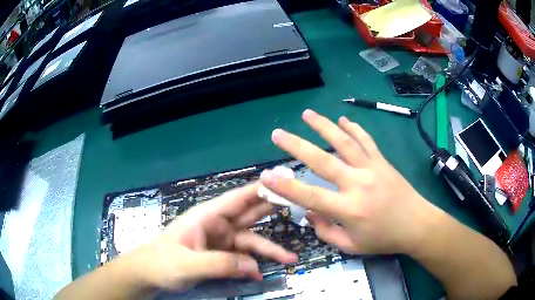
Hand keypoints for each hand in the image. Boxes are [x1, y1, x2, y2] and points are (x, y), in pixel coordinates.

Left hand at [121, 183, 297, 291]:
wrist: (149, 274)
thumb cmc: (162, 262)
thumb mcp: (188, 264)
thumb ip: (220, 264)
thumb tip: (254, 267)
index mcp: (207, 216)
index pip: (238, 198)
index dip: (261, 188)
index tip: (284, 182)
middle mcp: (217, 226)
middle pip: (249, 215)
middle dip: (273, 211)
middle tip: (299, 206)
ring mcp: (220, 242)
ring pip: (250, 241)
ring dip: (269, 249)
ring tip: (290, 258)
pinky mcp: (220, 256)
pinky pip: (242, 259)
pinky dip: (252, 266)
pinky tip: (261, 273)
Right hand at [260, 109, 434, 254]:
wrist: (417, 225)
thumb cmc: (384, 239)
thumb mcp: (351, 246)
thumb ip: (326, 231)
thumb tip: (309, 213)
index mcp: (349, 209)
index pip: (310, 196)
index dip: (286, 187)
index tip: (266, 176)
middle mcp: (358, 184)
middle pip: (322, 160)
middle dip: (296, 146)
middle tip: (278, 134)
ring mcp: (372, 168)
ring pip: (344, 142)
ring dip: (324, 126)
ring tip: (307, 114)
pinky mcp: (382, 162)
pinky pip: (366, 140)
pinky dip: (354, 128)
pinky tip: (342, 120)